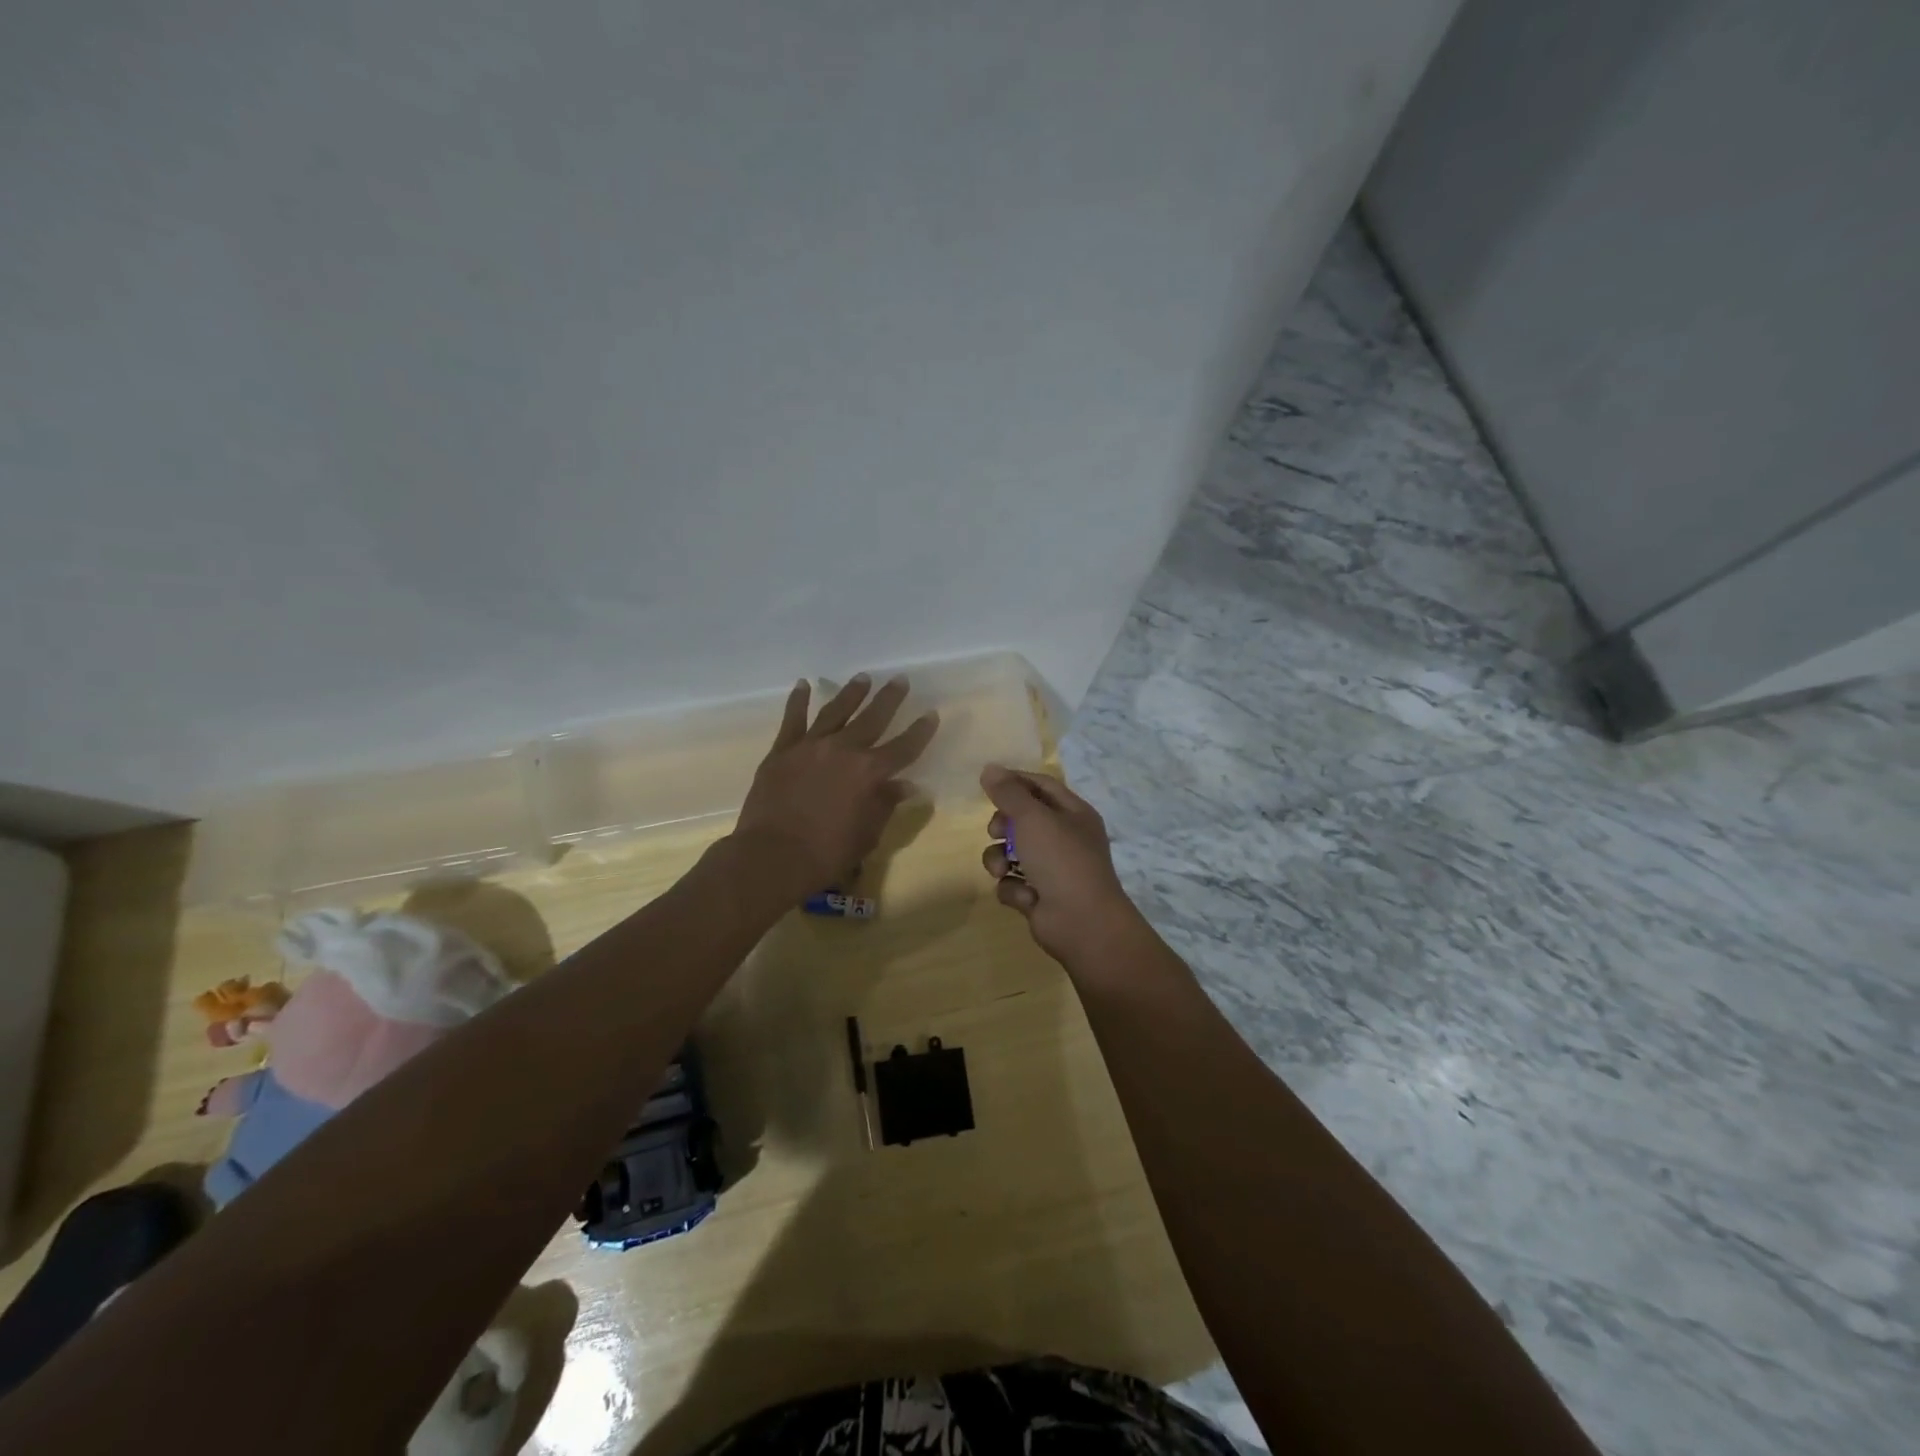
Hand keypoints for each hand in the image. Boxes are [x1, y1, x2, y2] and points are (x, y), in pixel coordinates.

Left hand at [734, 674, 937, 895]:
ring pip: (836, 711)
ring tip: (862, 677)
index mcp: (870, 772)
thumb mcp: (867, 834)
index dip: (920, 731)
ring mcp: (811, 746)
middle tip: (899, 679)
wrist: (773, 855)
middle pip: (873, 718)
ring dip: (851, 693)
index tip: (931, 714)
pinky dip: (799, 700)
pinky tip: (803, 684)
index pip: (904, 747)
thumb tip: (905, 785)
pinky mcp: (783, 750)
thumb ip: (885, 804)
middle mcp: (844, 750)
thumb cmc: (827, 852)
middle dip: (889, 698)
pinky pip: (793, 719)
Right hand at [980, 765, 1142, 965]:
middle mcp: (1064, 838)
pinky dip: (1013, 889)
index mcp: (1073, 813)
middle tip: (996, 831)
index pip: (1041, 786)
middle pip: (1022, 819)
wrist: (1082, 923)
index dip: (1014, 782)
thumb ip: (1008, 792)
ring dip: (1000, 860)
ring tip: (1002, 869)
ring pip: (1011, 853)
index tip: (987, 783)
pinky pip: (1013, 883)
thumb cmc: (1062, 860)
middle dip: (1003, 825)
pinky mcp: (1039, 896)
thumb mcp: (1033, 818)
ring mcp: (1052, 869)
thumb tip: (989, 768)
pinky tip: (1024, 897)